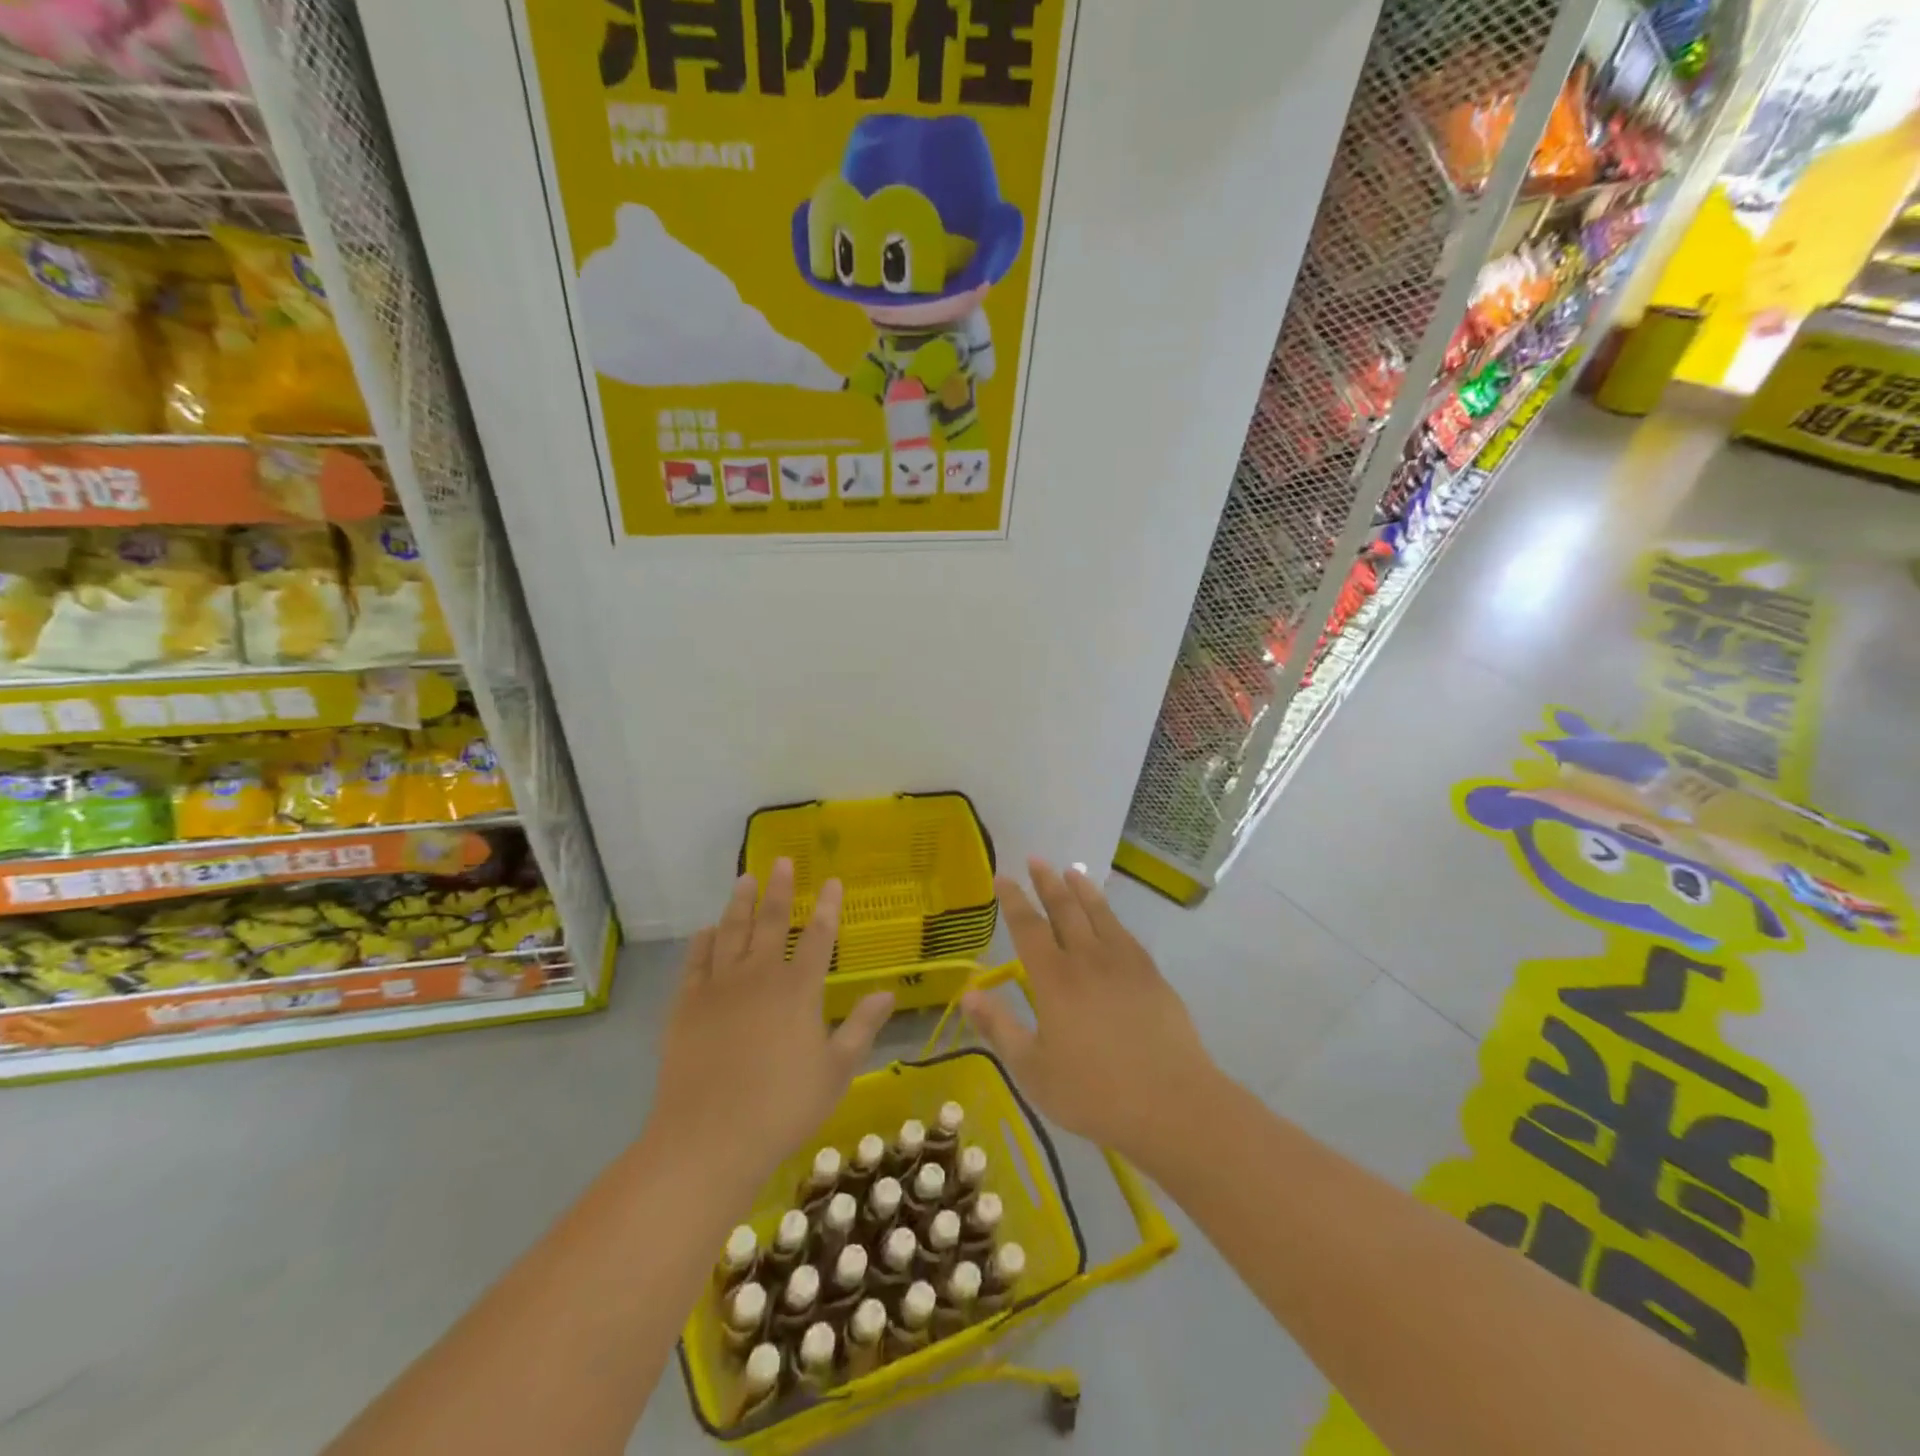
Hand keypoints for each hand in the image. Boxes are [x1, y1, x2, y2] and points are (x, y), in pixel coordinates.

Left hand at [650, 858, 892, 1183]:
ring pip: (731, 932)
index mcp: (798, 990)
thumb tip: (887, 992)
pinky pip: (695, 962)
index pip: (819, 936)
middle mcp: (759, 976)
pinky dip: (702, 942)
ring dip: (740, 903)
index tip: (833, 881)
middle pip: (772, 922)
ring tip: (745, 879)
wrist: (709, 1139)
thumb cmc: (783, 1108)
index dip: (828, 906)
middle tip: (782, 861)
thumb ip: (862, 1027)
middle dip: (780, 889)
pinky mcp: (686, 1005)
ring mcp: (719, 988)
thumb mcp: (836, 1072)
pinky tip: (706, 930)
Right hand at [962, 859, 1222, 1163]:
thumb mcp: (1033, 1069)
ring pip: (1098, 914)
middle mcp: (1087, 959)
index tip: (1002, 876)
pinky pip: (1125, 933)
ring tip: (1071, 870)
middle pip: (1064, 909)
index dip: (1013, 900)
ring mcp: (1124, 963)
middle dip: (1047, 882)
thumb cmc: (1094, 1092)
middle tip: (1036, 859)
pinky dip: (1111, 915)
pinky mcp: (1151, 975)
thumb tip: (967, 993)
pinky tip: (1109, 917)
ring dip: (1082, 889)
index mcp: (1054, 979)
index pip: (1028, 927)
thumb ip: (999, 1028)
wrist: (1170, 1102)